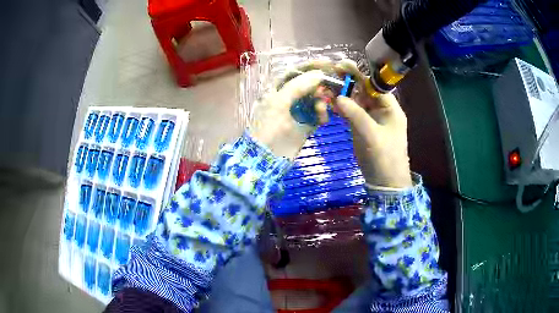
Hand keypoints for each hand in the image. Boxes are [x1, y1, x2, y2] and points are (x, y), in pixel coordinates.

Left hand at [249, 69, 329, 159]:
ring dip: (321, 101)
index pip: (294, 72)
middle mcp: (287, 97)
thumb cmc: (268, 129)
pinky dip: (322, 115)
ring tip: (321, 109)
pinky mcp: (306, 124)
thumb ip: (298, 86)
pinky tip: (323, 120)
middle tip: (328, 90)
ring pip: (315, 98)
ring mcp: (297, 110)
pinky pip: (318, 114)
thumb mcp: (279, 103)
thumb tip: (318, 74)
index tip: (327, 64)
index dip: (310, 66)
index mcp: (277, 89)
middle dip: (319, 85)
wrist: (265, 160)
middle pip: (307, 84)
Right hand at [334, 60, 411, 187]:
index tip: (342, 66)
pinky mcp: (364, 128)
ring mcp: (372, 119)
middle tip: (331, 74)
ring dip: (344, 95)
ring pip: (357, 101)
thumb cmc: (383, 158)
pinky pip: (353, 113)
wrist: (385, 183)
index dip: (359, 74)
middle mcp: (382, 110)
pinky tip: (331, 103)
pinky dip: (343, 108)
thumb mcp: (370, 135)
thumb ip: (355, 114)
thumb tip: (338, 97)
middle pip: (365, 91)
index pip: (375, 85)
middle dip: (349, 82)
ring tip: (327, 87)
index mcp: (390, 109)